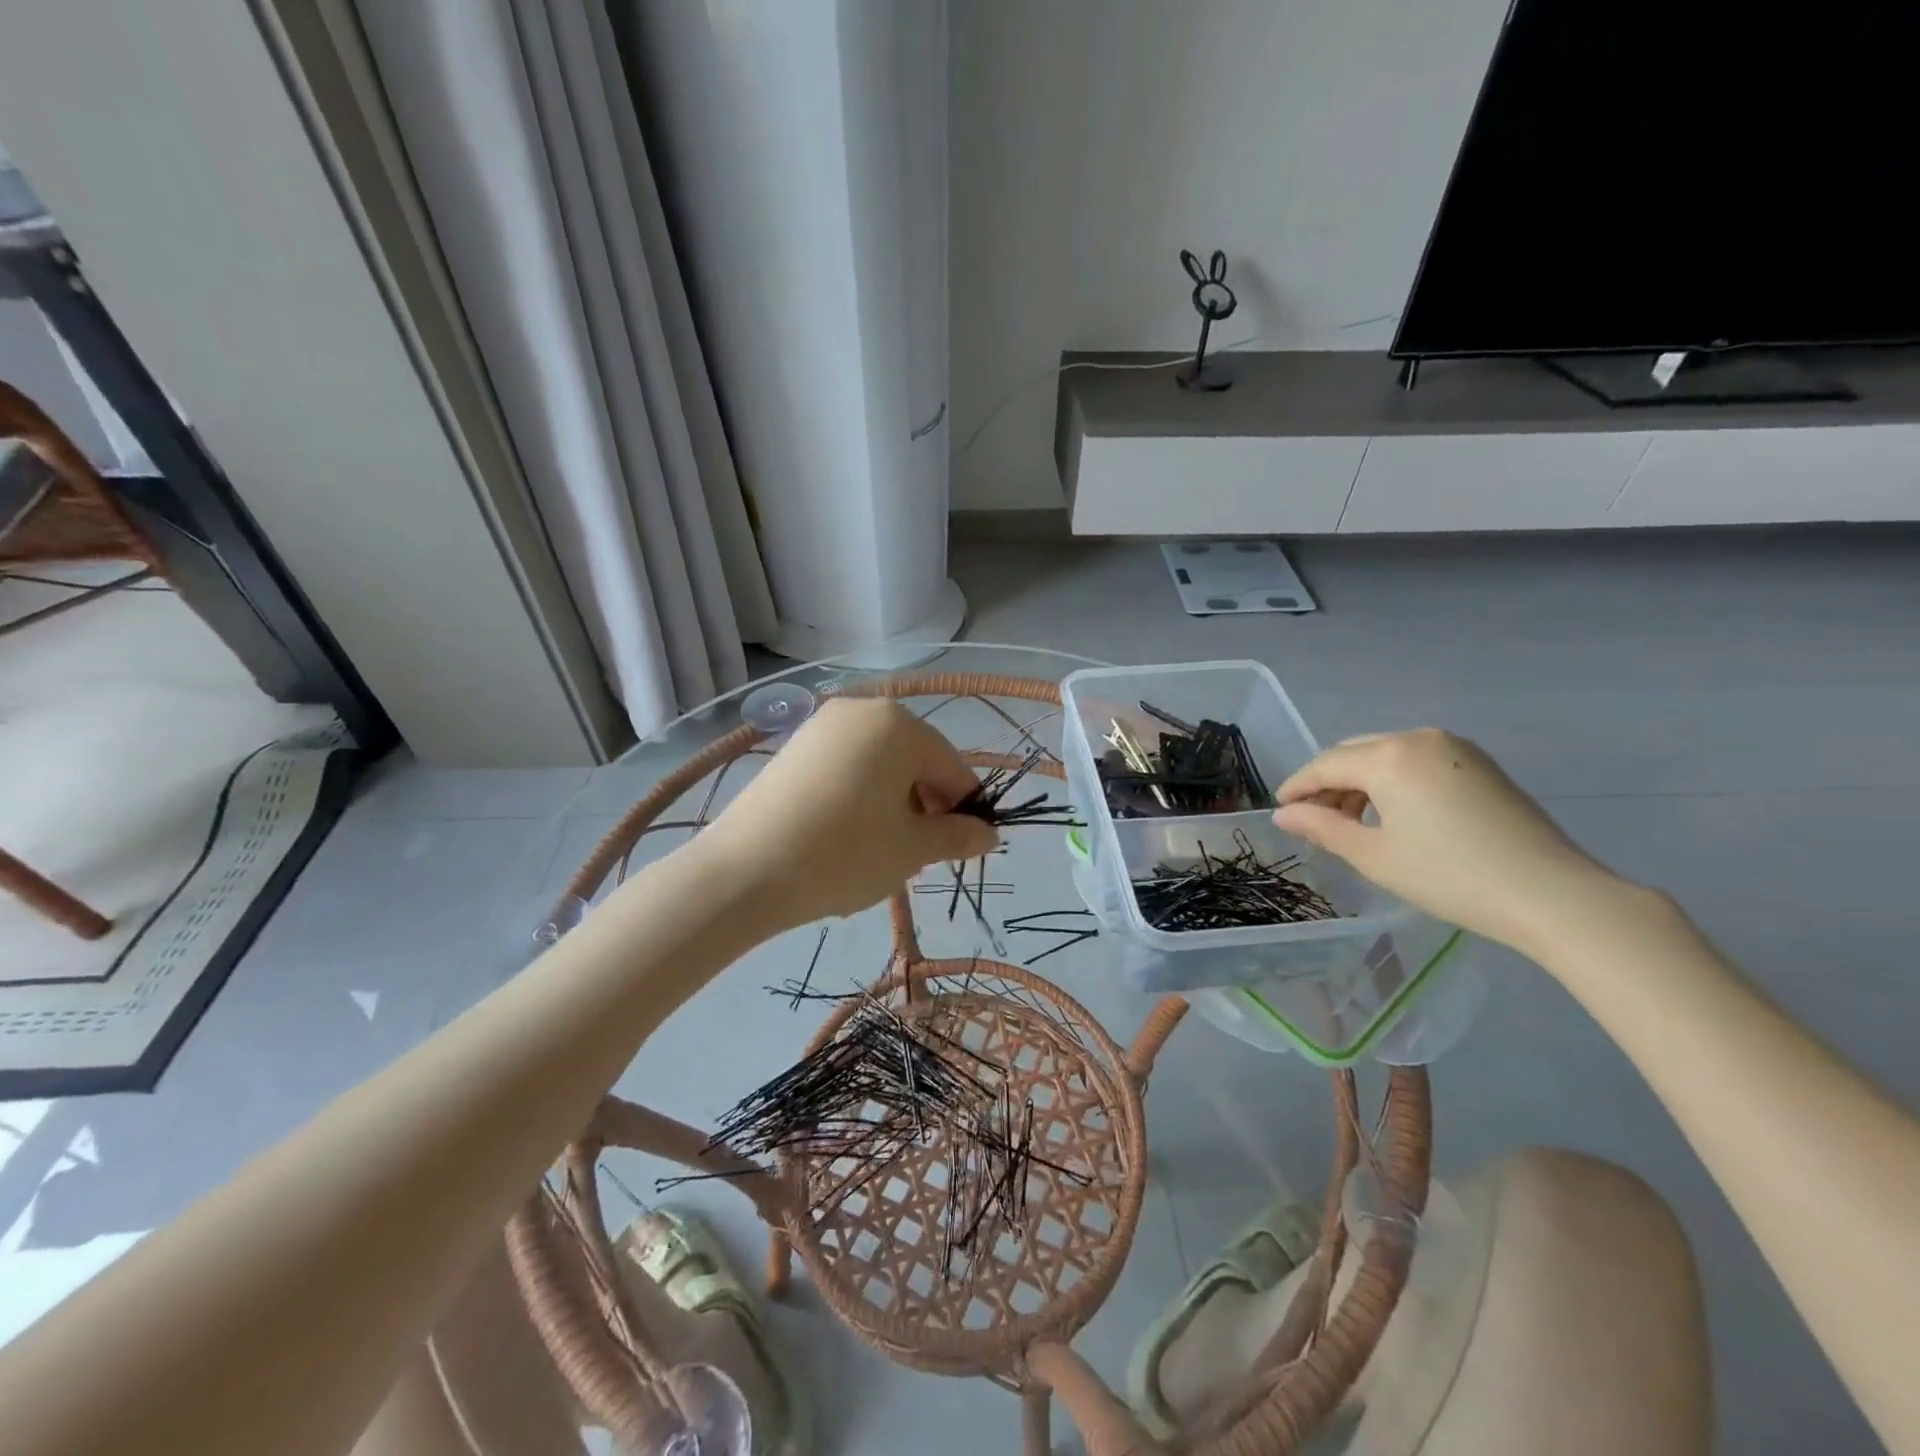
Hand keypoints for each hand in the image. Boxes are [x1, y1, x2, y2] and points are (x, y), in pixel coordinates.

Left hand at [697, 697, 998, 926]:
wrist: (744, 872)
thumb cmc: (845, 854)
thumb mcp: (912, 849)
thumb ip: (957, 836)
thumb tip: (989, 835)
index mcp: (899, 724)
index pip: (952, 766)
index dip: (965, 808)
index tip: (965, 847)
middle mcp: (862, 710)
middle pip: (915, 760)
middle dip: (927, 805)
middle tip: (920, 854)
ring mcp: (822, 725)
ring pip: (880, 764)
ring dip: (895, 802)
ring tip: (883, 849)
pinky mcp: (794, 746)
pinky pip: (846, 766)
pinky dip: (860, 794)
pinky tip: (848, 834)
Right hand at [1272, 729, 1624, 955]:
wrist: (1552, 894)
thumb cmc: (1450, 876)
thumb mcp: (1374, 856)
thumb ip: (1322, 827)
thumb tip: (1284, 814)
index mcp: (1389, 756)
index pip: (1326, 765)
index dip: (1298, 787)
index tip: (1279, 810)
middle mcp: (1419, 738)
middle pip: (1354, 753)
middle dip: (1328, 783)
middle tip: (1313, 818)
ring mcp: (1455, 748)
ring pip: (1386, 755)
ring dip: (1360, 782)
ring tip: (1352, 822)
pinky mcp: (1479, 764)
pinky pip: (1417, 761)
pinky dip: (1393, 781)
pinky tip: (1393, 814)